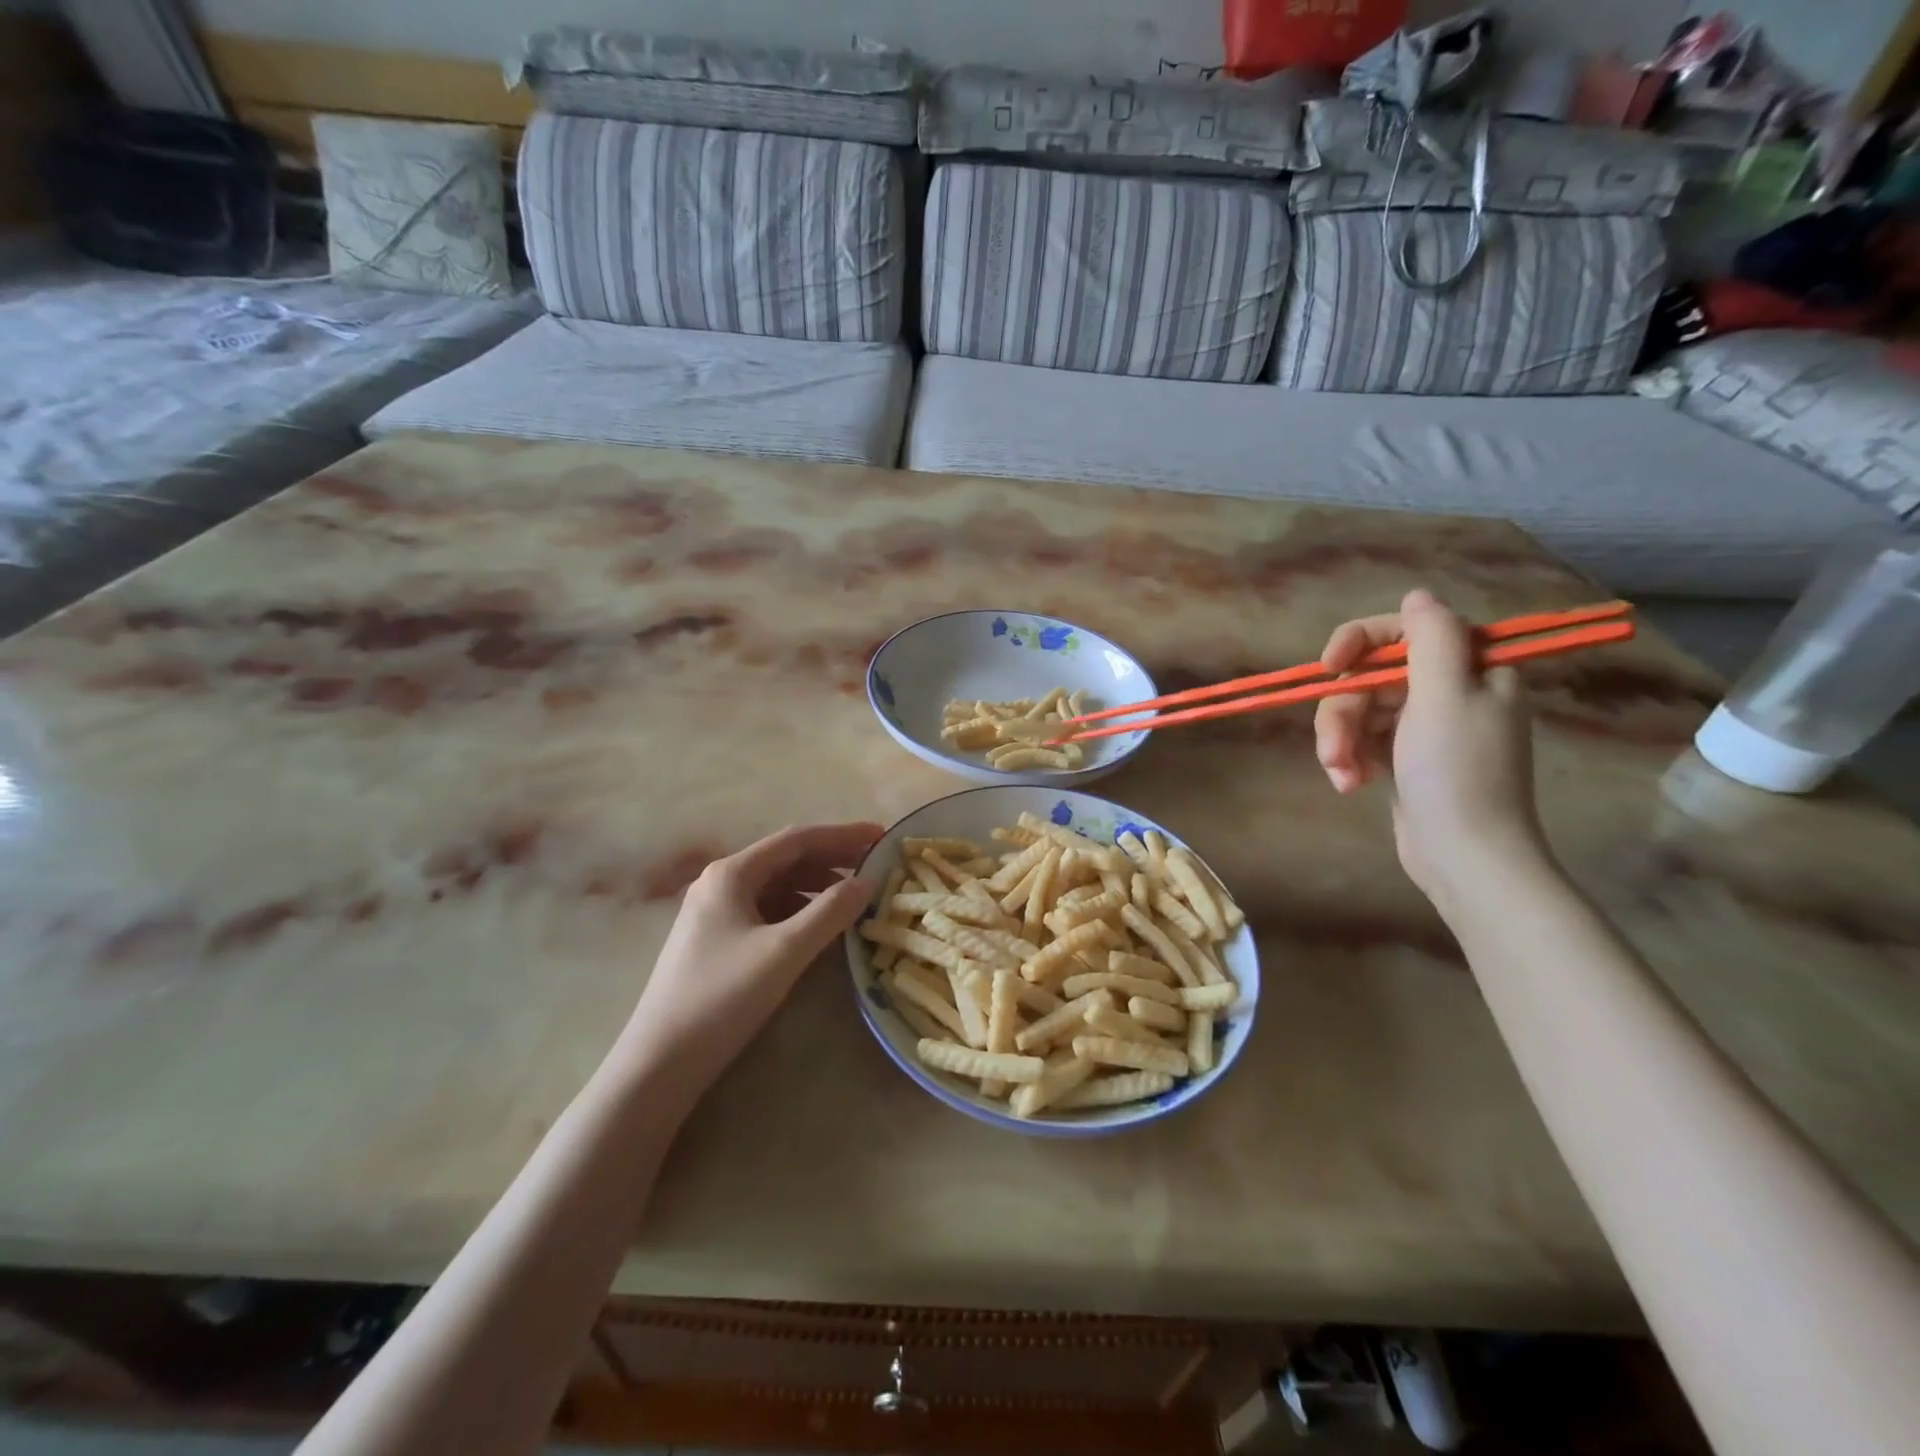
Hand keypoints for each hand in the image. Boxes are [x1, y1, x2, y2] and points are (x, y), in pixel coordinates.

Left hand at [611, 822, 882, 1095]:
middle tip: (874, 868)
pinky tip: (819, 930)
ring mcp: (715, 914)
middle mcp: (720, 884)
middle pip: (786, 860)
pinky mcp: (716, 942)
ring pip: (777, 888)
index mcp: (731, 873)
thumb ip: (830, 912)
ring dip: (816, 889)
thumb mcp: (784, 952)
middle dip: (832, 861)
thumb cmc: (722, 997)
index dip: (843, 835)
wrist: (659, 1064)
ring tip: (854, 900)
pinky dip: (798, 913)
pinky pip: (767, 913)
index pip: (797, 839)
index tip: (881, 837)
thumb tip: (867, 881)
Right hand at [1313, 590, 1544, 904]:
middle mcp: (1450, 691)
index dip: (1360, 641)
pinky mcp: (1403, 758)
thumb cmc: (1457, 773)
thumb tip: (1417, 596)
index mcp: (1471, 669)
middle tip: (1334, 749)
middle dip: (1344, 712)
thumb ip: (1431, 638)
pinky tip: (1350, 784)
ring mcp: (1424, 727)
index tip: (1329, 665)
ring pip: (1359, 711)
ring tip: (1342, 775)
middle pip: (1372, 676)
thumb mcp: (1446, 696)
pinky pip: (1362, 740)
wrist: (1465, 857)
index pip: (1406, 631)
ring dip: (1340, 741)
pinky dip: (1349, 759)